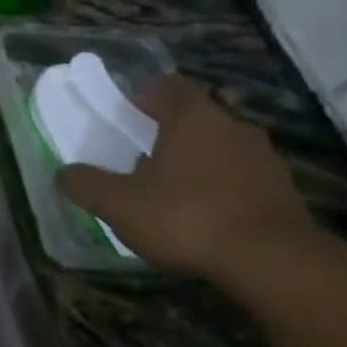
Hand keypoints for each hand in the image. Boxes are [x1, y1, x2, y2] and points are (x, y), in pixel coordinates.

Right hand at [58, 76, 316, 278]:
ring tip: (167, 190)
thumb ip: (86, 184)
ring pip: (219, 147)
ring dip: (194, 161)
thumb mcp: (117, 204)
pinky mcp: (280, 188)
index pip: (171, 87)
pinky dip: (217, 185)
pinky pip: (239, 175)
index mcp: (193, 119)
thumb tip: (65, 173)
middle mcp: (234, 127)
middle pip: (197, 118)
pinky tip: (199, 214)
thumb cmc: (184, 217)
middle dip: (167, 133)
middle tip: (137, 157)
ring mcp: (263, 157)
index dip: (146, 96)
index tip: (127, 115)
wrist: (269, 259)